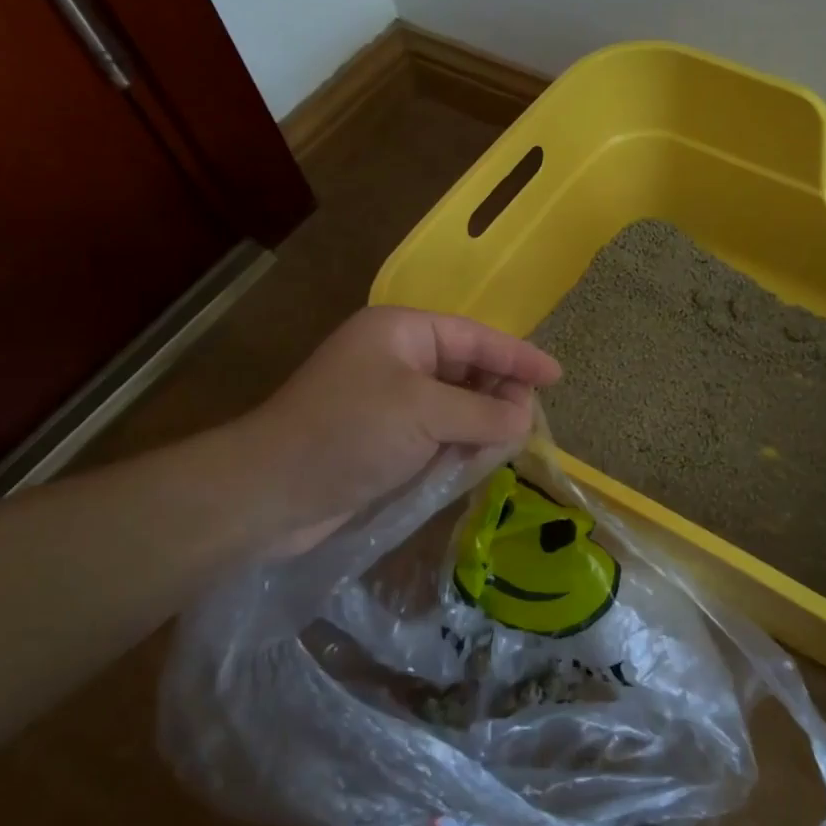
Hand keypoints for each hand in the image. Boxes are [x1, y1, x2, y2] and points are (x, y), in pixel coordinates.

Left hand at [233, 305, 560, 531]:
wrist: (269, 493)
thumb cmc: (349, 433)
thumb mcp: (425, 414)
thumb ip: (484, 413)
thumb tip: (524, 419)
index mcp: (402, 333)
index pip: (475, 337)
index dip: (519, 357)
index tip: (556, 376)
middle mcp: (397, 358)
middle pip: (467, 370)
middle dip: (498, 395)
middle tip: (526, 423)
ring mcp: (388, 399)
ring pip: (455, 405)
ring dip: (480, 424)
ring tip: (504, 446)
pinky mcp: (383, 437)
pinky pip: (437, 432)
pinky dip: (458, 445)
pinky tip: (473, 461)